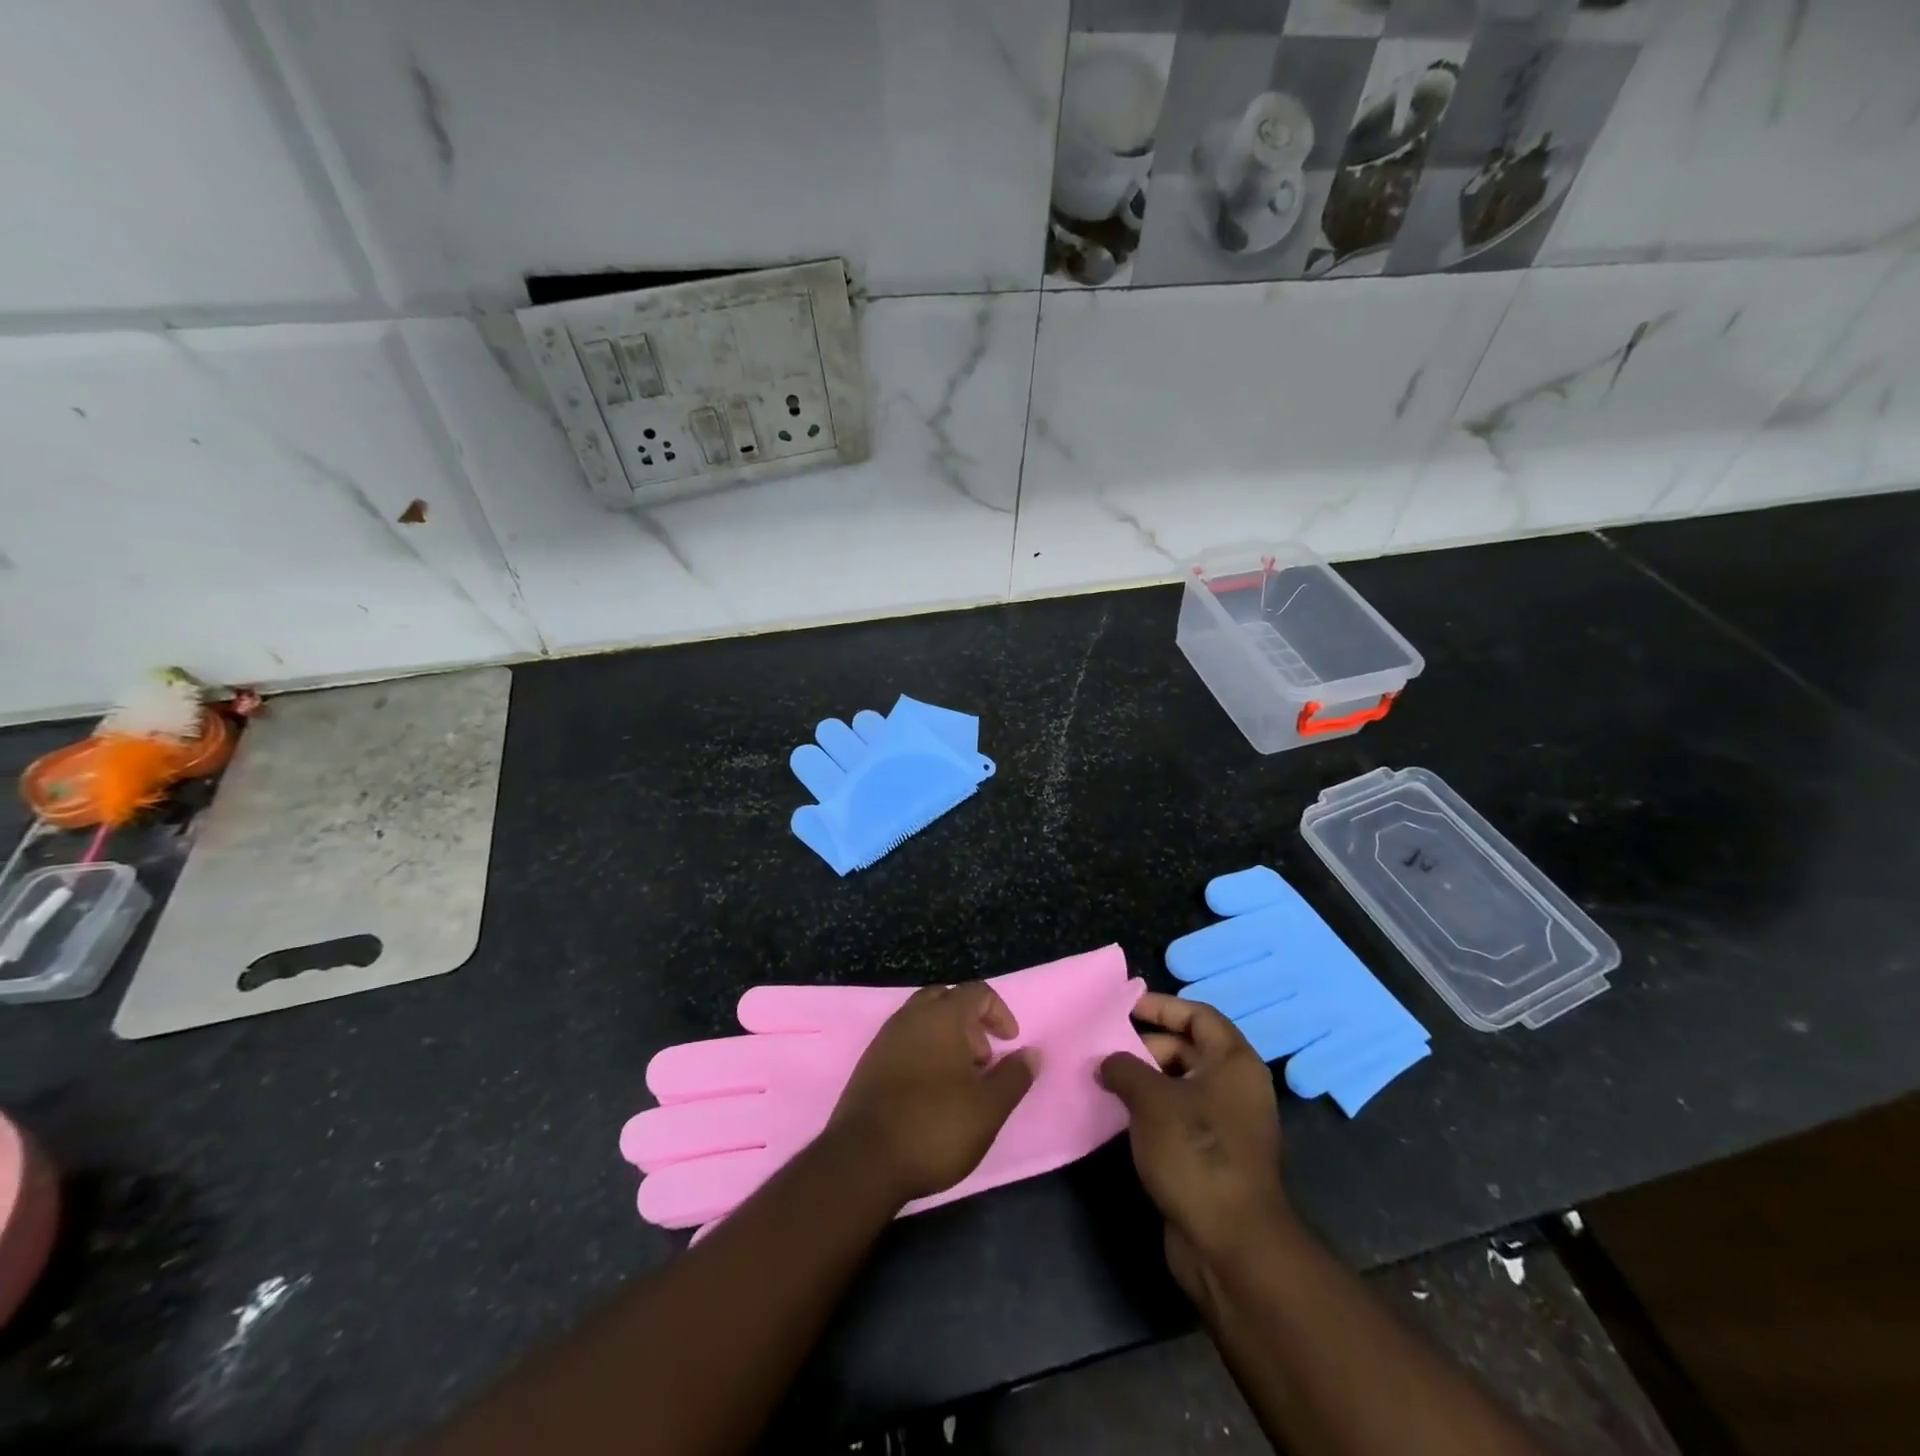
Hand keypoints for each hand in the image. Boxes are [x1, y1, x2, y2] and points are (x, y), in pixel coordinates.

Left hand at [825, 983, 1037, 1206]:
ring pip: (923, 1019)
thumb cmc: (935, 1127)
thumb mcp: (988, 1108)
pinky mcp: (869, 1062)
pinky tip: (930, 1091)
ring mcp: (886, 1037)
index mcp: (942, 1016)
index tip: (1010, 1042)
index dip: (999, 1012)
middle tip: (983, 1060)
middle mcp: (911, 1016)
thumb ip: (1014, 1077)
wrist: (864, 1160)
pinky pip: (904, 1040)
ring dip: (947, 1037)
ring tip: (960, 1079)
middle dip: (971, 1022)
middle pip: (946, 999)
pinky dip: (924, 1051)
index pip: (977, 991)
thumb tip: (1033, 1053)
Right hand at [1098, 994, 1292, 1301]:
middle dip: (1145, 1045)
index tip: (1123, 1007)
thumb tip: (1107, 1061)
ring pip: (1180, 1085)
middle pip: (1188, 1048)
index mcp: (1234, 1062)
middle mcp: (1236, 1087)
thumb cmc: (1196, 1153)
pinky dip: (1151, 1110)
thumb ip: (1124, 1068)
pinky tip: (1118, 1114)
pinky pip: (1178, 1116)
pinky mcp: (1213, 1156)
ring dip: (1144, 1079)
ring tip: (1104, 1078)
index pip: (1198, 1015)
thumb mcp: (1152, 1100)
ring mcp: (1226, 1124)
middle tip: (1105, 1048)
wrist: (1231, 1245)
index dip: (1161, 1006)